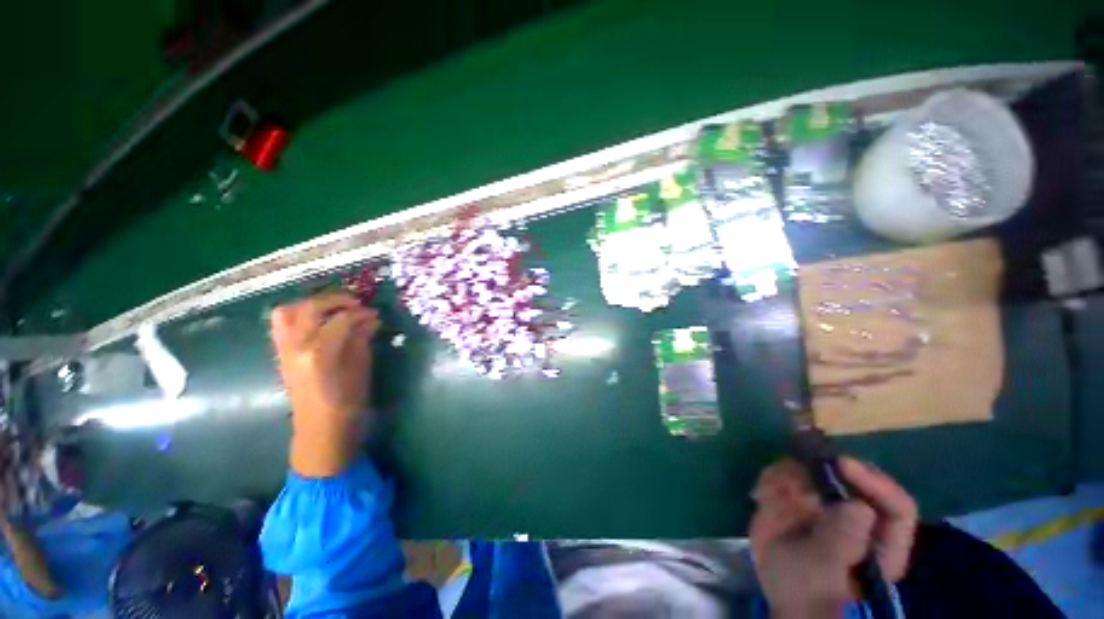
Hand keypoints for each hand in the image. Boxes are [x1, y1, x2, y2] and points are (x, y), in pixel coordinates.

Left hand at [270, 292, 380, 477]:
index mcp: (320, 352)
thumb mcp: (361, 367)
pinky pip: (282, 324)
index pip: (341, 319)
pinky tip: (319, 322)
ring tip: (333, 309)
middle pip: (311, 307)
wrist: (320, 427)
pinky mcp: (281, 352)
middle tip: (356, 304)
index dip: (361, 313)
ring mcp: (284, 348)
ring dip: (311, 304)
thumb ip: (362, 338)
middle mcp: (296, 346)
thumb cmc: (348, 400)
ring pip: (287, 311)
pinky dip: (299, 315)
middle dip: (336, 300)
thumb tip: (371, 318)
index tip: (375, 313)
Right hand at [749, 457, 916, 618]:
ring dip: (788, 474)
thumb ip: (841, 540)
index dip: (873, 481)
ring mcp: (829, 504)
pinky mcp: (801, 498)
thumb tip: (860, 506)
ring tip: (768, 495)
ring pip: (813, 470)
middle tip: (791, 472)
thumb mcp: (824, 570)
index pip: (896, 505)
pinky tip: (760, 497)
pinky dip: (771, 479)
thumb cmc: (809, 592)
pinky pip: (786, 473)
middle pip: (850, 476)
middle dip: (818, 470)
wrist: (777, 592)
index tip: (840, 464)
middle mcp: (859, 514)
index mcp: (882, 540)